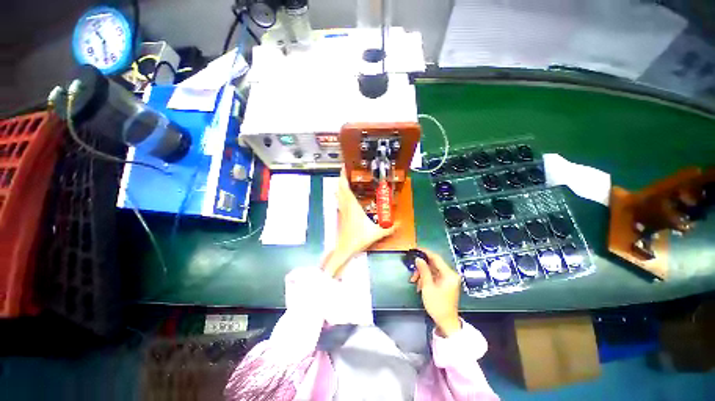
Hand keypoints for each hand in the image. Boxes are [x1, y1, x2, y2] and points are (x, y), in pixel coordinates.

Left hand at [322, 170, 395, 277]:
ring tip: (345, 178)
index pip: (346, 188)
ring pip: (339, 194)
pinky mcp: (341, 215)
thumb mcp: (376, 233)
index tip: (344, 167)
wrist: (345, 248)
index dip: (343, 177)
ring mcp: (342, 210)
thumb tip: (400, 223)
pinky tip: (343, 194)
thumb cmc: (358, 238)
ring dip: (340, 185)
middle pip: (341, 188)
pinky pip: (340, 200)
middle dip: (342, 178)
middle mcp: (346, 206)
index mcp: (353, 206)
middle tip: (346, 170)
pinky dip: (340, 194)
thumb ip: (389, 228)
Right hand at [410, 248, 461, 336]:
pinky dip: (426, 279)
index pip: (436, 258)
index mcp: (449, 274)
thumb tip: (418, 259)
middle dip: (421, 267)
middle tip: (412, 273)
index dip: (425, 252)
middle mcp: (450, 275)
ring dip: (422, 274)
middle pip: (433, 264)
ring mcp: (448, 280)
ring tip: (414, 282)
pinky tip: (419, 285)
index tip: (416, 248)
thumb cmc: (437, 305)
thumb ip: (423, 271)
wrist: (446, 322)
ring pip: (432, 270)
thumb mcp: (428, 287)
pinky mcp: (445, 284)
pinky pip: (434, 276)